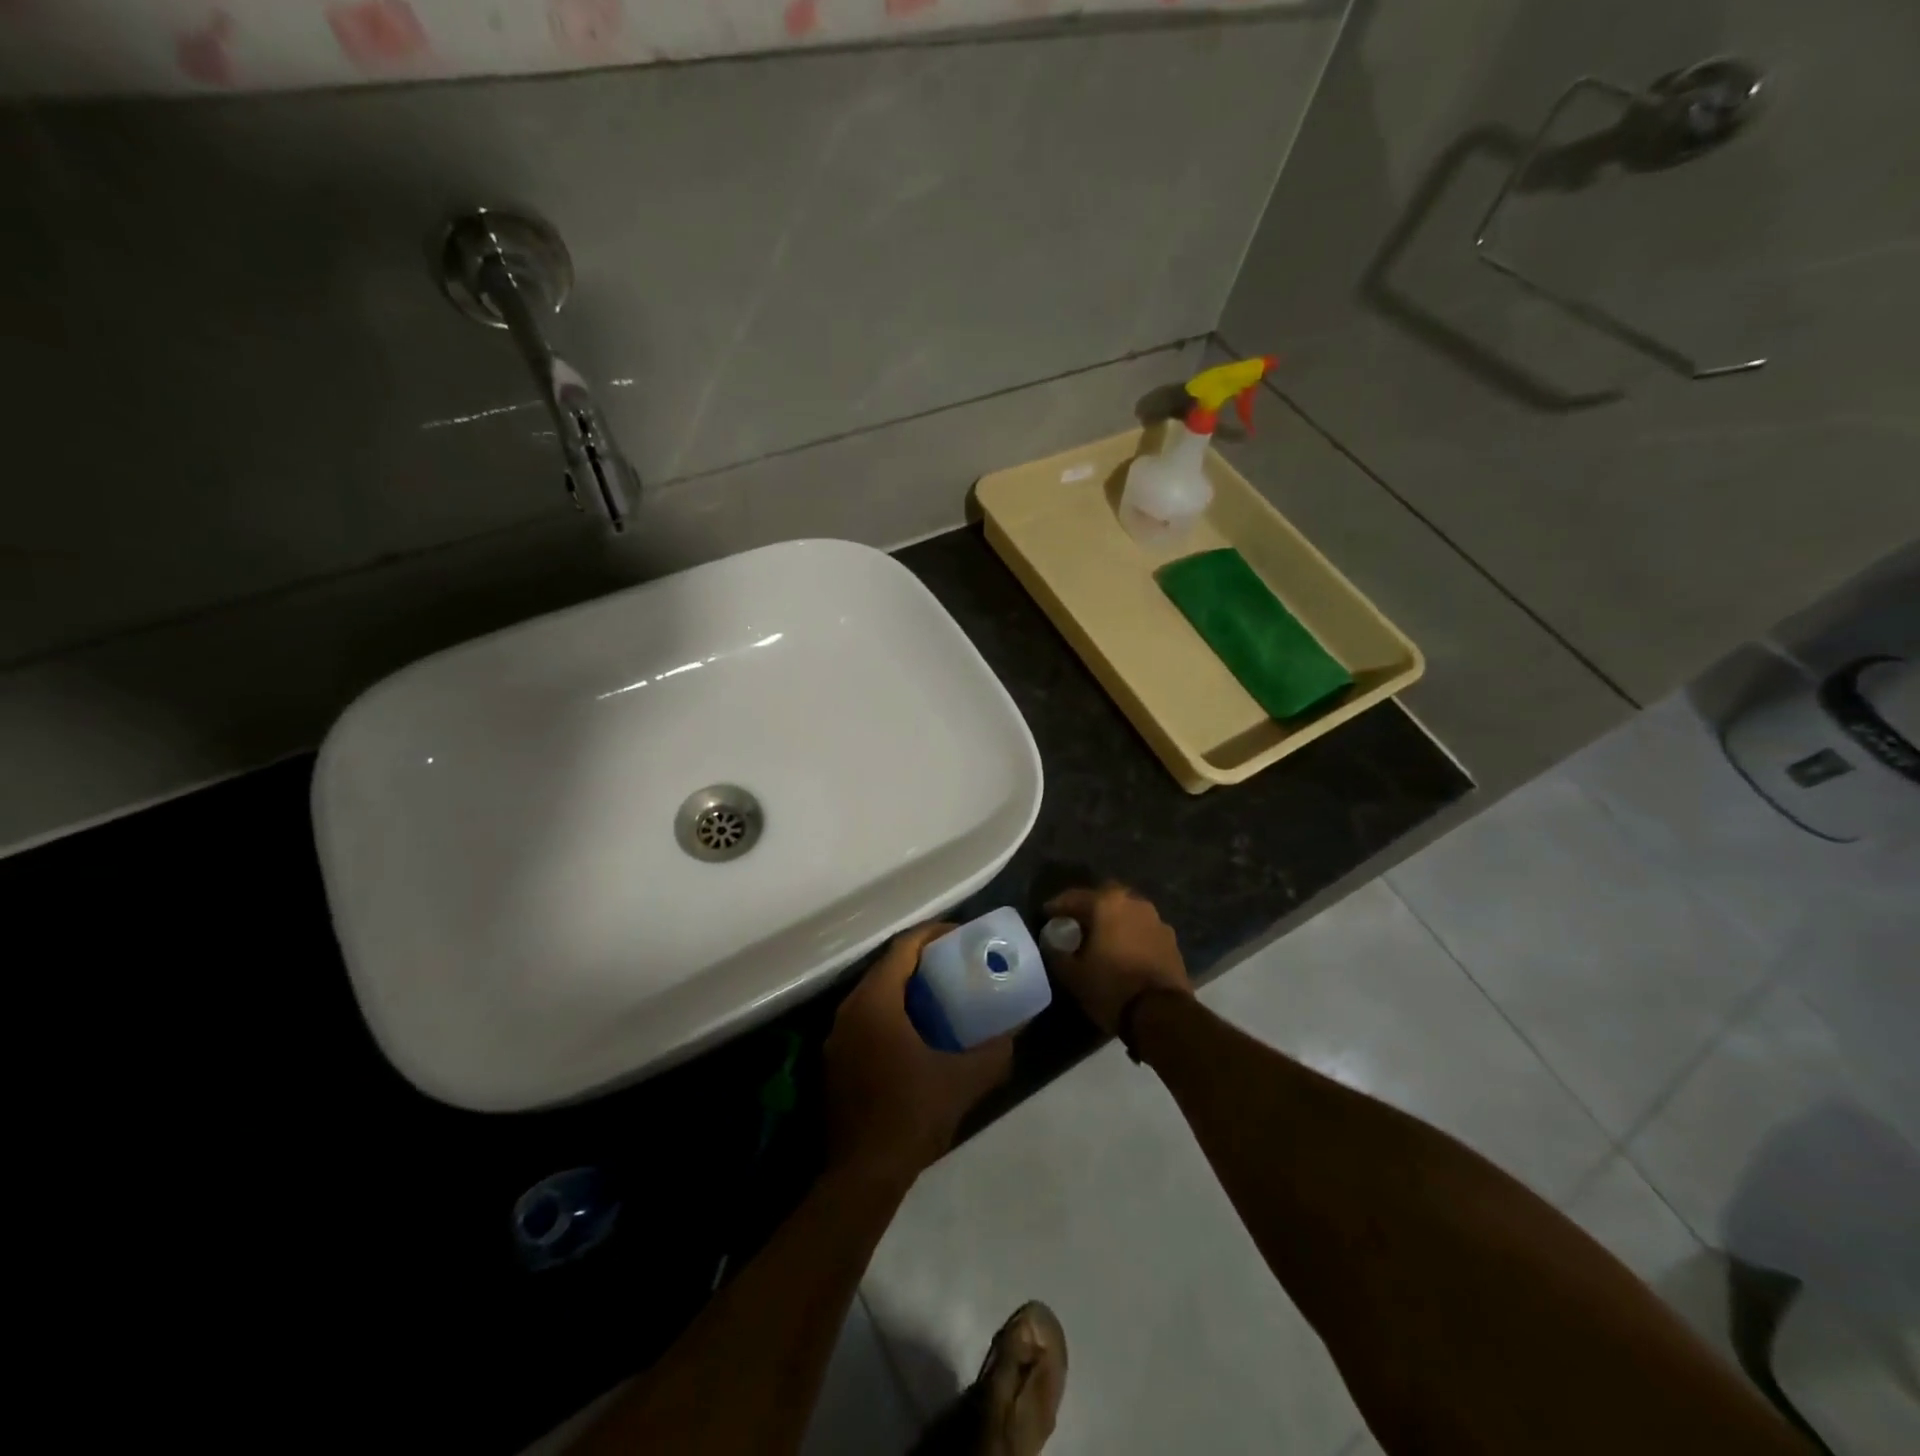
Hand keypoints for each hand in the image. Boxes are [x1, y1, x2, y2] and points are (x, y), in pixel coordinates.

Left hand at [824, 923, 1013, 1179]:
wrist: (863, 1174)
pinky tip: (915, 1032)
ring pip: (874, 993)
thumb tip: (1015, 1032)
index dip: (933, 934)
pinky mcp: (835, 1060)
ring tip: (940, 994)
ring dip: (904, 987)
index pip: (903, 948)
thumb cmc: (912, 1115)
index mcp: (875, 1003)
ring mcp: (837, 1037)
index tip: (961, 936)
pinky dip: (890, 1011)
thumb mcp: (963, 1081)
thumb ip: (993, 1053)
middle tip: (955, 963)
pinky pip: (865, 1018)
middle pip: (886, 967)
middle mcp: (849, 1010)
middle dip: (921, 959)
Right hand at [1042, 884, 1191, 1034]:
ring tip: (1100, 939)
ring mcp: (1156, 920)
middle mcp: (1133, 902)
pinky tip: (1123, 952)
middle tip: (1076, 924)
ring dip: (1113, 920)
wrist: (1162, 1014)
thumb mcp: (1072, 974)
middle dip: (1089, 908)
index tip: (1046, 916)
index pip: (1073, 897)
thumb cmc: (1111, 987)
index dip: (1056, 907)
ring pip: (1127, 912)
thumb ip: (1057, 953)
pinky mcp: (1171, 940)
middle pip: (1104, 898)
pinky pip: (1142, 929)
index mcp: (1106, 903)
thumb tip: (1052, 943)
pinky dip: (1130, 935)